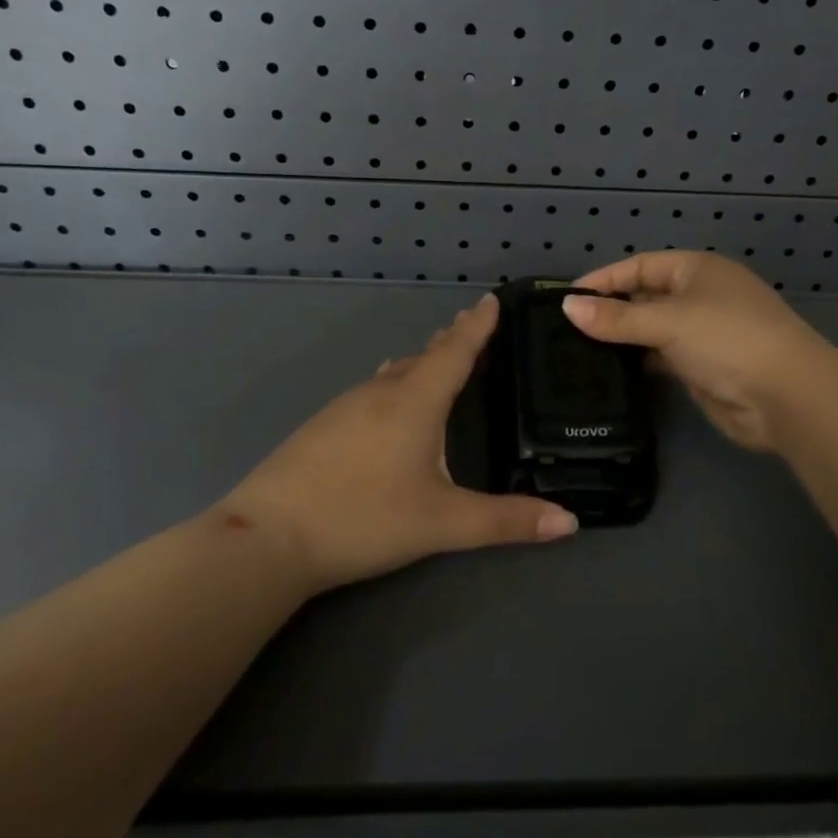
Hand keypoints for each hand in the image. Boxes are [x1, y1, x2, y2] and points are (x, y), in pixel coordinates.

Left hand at [219, 294, 577, 594]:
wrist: (267, 537)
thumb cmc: (364, 519)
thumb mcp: (443, 523)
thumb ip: (506, 521)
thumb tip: (571, 523)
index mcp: (415, 401)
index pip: (455, 351)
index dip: (477, 326)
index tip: (491, 300)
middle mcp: (380, 392)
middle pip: (423, 356)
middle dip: (450, 341)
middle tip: (471, 328)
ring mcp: (344, 407)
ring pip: (392, 373)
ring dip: (419, 362)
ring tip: (436, 361)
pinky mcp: (320, 427)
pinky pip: (369, 391)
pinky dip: (393, 385)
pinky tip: (388, 405)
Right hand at [564, 252, 837, 453]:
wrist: (786, 396)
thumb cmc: (727, 339)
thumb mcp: (668, 321)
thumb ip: (617, 317)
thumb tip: (567, 307)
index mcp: (696, 270)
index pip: (639, 267)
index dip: (603, 280)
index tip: (566, 299)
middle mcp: (698, 296)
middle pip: (644, 297)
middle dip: (609, 311)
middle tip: (564, 330)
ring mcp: (701, 333)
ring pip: (651, 330)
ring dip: (622, 339)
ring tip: (576, 352)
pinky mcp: (701, 367)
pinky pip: (660, 357)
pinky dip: (637, 362)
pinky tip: (608, 373)